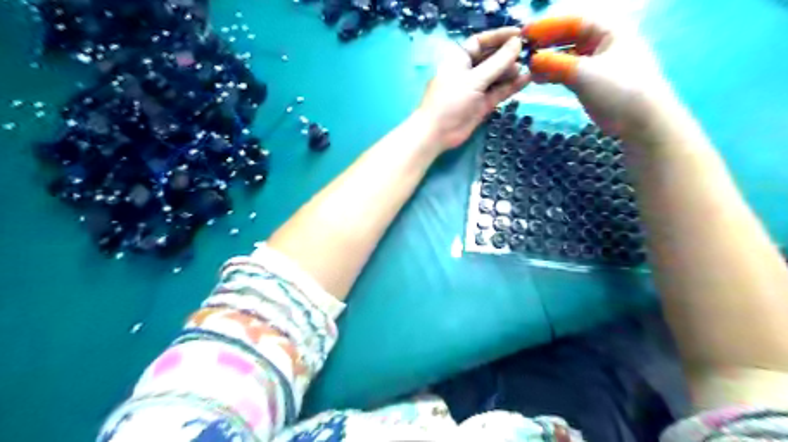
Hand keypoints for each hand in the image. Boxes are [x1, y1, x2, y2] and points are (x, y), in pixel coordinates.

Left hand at [415, 27, 531, 151]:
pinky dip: (511, 86)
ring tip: (530, 66)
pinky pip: (499, 92)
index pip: (480, 42)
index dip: (499, 37)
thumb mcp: (475, 78)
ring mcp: (475, 90)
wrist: (437, 132)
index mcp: (459, 59)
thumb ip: (498, 62)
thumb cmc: (451, 100)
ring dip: (511, 71)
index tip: (519, 34)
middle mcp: (468, 72)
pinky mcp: (482, 105)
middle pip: (491, 59)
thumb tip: (517, 43)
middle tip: (529, 52)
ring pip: (497, 77)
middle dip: (508, 55)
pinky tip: (527, 80)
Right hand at [522, 15, 683, 145]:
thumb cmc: (618, 88)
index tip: (524, 33)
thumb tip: (532, 60)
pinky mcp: (591, 80)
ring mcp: (596, 62)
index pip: (573, 21)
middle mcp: (602, 42)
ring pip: (566, 56)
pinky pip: (567, 71)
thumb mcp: (584, 73)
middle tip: (523, 52)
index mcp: (608, 30)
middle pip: (568, 37)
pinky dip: (553, 74)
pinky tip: (538, 80)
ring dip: (547, 61)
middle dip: (546, 44)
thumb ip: (556, 64)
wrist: (640, 119)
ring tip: (528, 71)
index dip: (547, 26)